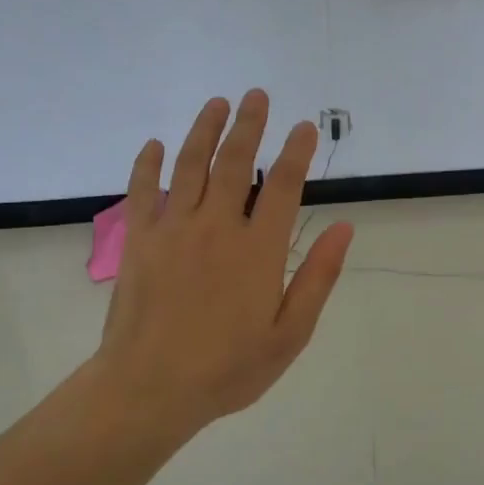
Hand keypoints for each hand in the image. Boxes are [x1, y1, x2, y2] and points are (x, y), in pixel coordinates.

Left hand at [88, 90, 352, 438]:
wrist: (149, 390)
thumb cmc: (228, 368)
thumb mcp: (290, 333)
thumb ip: (319, 277)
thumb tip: (345, 227)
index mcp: (258, 249)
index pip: (283, 185)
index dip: (296, 151)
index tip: (304, 126)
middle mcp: (217, 227)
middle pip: (235, 162)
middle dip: (249, 125)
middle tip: (256, 95)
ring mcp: (173, 230)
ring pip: (190, 166)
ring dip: (205, 130)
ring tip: (217, 102)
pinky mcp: (138, 241)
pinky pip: (141, 191)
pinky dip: (147, 165)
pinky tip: (154, 145)